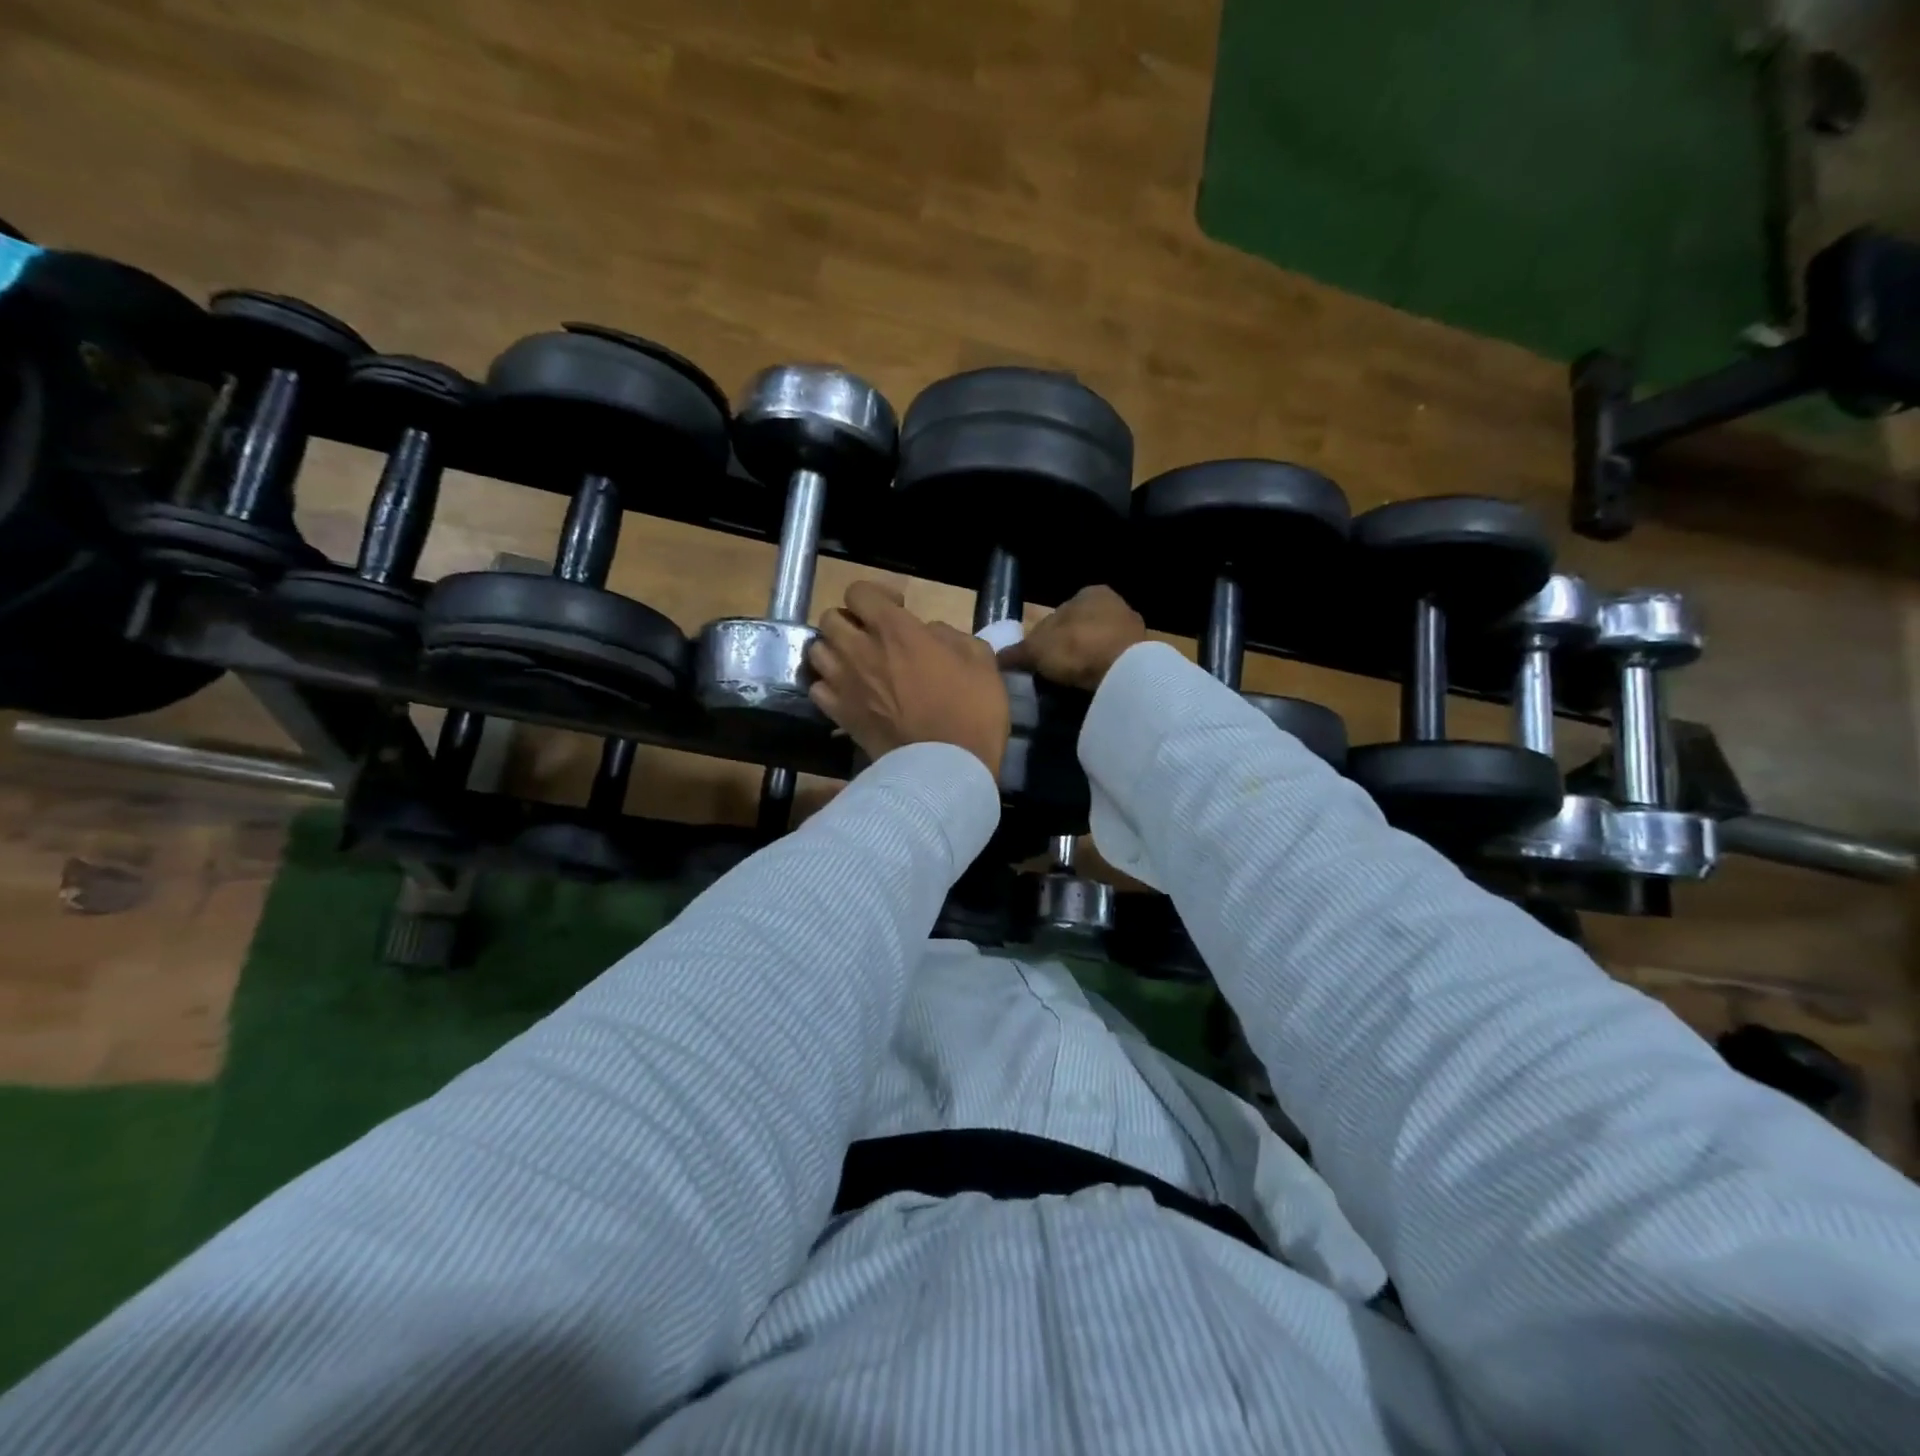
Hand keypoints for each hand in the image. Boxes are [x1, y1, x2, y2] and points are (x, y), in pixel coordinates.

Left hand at [807, 582, 1010, 777]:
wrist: (947, 767)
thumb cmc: (971, 710)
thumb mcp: (979, 659)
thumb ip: (950, 635)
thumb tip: (928, 633)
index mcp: (894, 629)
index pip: (859, 592)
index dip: (876, 595)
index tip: (898, 609)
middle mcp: (860, 649)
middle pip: (830, 618)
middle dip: (851, 621)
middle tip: (873, 637)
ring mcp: (844, 684)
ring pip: (817, 650)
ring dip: (835, 651)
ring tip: (856, 664)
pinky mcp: (838, 715)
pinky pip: (817, 688)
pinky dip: (828, 685)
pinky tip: (848, 692)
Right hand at [997, 585, 1147, 691]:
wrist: (1123, 672)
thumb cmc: (1076, 647)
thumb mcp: (1036, 650)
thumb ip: (1016, 652)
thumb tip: (996, 658)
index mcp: (1089, 593)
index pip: (1058, 613)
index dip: (1044, 636)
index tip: (1037, 659)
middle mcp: (1115, 604)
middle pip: (1080, 629)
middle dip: (1067, 648)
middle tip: (1052, 673)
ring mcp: (1133, 630)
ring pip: (1098, 646)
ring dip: (1086, 662)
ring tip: (1071, 684)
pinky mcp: (1144, 656)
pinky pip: (1114, 663)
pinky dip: (1102, 673)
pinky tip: (1092, 688)